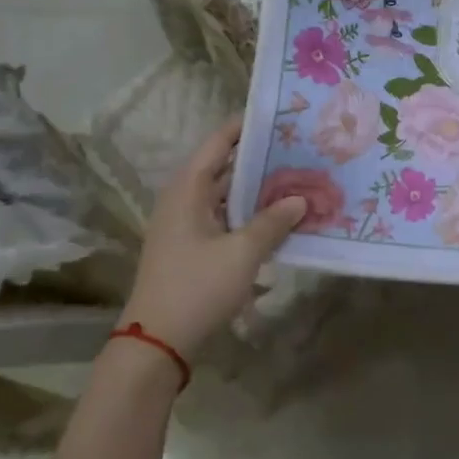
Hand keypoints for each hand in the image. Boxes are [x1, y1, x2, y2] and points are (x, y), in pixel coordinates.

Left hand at [122, 116, 306, 356]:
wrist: (157, 343)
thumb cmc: (197, 287)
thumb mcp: (242, 253)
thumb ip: (273, 222)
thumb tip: (301, 199)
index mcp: (187, 190)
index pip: (218, 143)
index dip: (246, 126)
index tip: (280, 115)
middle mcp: (183, 200)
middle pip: (223, 167)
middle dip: (260, 158)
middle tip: (299, 148)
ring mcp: (186, 226)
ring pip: (226, 195)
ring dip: (257, 189)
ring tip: (297, 178)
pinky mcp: (192, 248)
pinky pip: (225, 218)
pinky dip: (249, 214)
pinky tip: (279, 219)